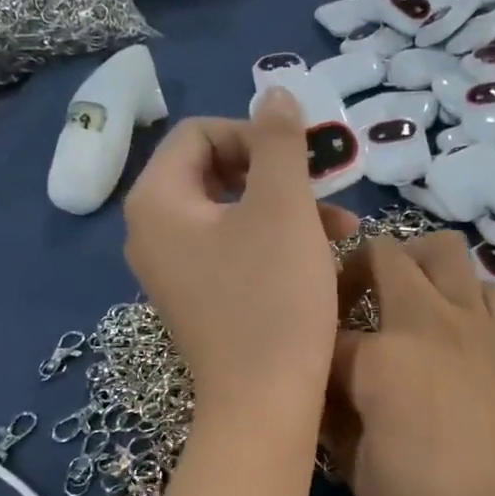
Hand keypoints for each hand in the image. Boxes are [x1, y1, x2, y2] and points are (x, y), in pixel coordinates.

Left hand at [123, 91, 356, 416]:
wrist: (264, 404)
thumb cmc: (272, 298)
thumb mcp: (283, 207)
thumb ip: (279, 141)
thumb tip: (275, 91)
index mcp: (157, 202)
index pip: (200, 134)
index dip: (256, 134)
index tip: (304, 159)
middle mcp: (152, 233)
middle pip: (215, 172)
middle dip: (277, 173)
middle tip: (327, 187)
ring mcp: (174, 271)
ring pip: (232, 213)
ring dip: (286, 208)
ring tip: (342, 226)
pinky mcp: (200, 300)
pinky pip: (233, 250)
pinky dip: (274, 243)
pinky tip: (320, 257)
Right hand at [324, 231, 494, 495]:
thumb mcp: (359, 474)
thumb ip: (334, 422)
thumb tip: (324, 395)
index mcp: (380, 358)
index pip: (325, 334)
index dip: (310, 355)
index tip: (307, 376)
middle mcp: (427, 322)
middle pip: (383, 255)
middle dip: (354, 269)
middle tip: (345, 304)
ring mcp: (474, 323)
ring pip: (444, 250)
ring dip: (413, 263)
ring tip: (400, 301)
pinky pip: (484, 288)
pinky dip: (461, 292)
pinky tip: (450, 327)